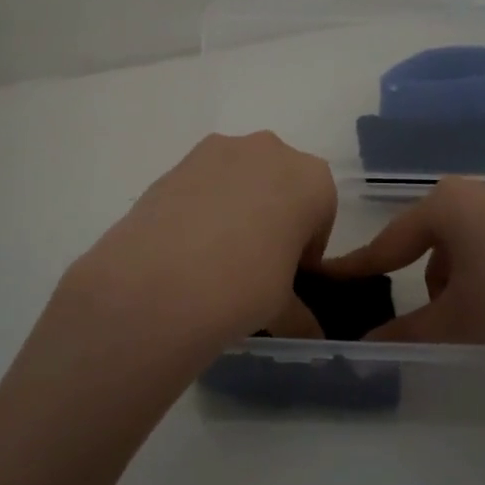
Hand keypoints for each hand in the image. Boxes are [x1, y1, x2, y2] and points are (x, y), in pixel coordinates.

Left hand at [51, 133, 336, 374]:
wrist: (164, 279)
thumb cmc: (247, 285)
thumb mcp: (283, 307)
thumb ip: (300, 313)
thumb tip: (309, 334)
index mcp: (312, 180)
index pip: (319, 214)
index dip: (305, 247)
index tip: (289, 274)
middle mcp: (271, 151)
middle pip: (280, 185)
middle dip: (272, 217)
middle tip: (254, 262)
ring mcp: (221, 149)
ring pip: (240, 177)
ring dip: (236, 206)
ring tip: (214, 255)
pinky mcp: (179, 161)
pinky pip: (203, 182)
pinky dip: (202, 205)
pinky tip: (186, 244)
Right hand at [324, 178, 484, 357]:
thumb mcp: (461, 320)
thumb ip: (409, 331)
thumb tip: (368, 344)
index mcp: (445, 206)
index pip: (389, 242)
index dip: (360, 266)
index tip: (332, 277)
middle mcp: (476, 191)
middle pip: (433, 242)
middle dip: (431, 283)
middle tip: (447, 321)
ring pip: (471, 243)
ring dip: (467, 279)